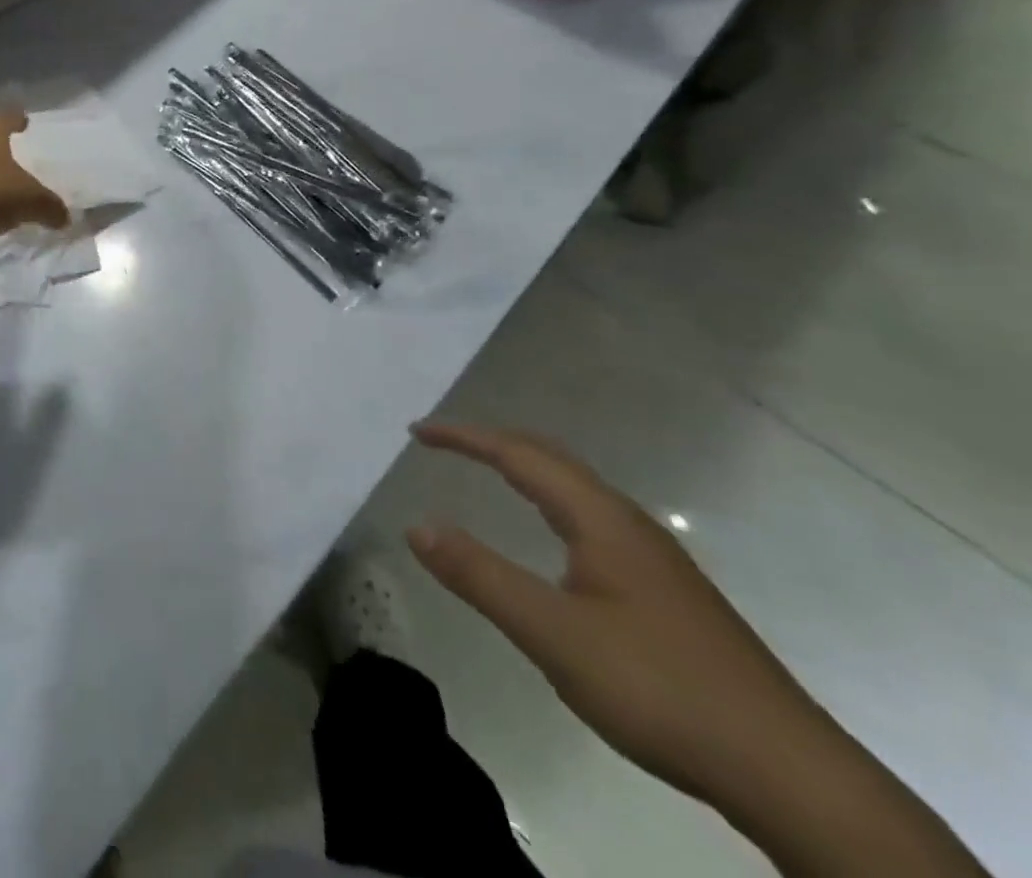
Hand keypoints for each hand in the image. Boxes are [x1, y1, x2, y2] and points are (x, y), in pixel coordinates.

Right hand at [405, 424, 831, 810]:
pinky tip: (551, 539)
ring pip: (575, 489)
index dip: (464, 438)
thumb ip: (480, 576)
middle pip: (551, 459)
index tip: (417, 432)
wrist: (789, 774)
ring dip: (524, 469)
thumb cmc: (659, 688)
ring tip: (486, 473)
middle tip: (442, 444)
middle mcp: (628, 523)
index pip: (519, 454)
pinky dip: (548, 502)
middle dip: (492, 442)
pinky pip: (590, 518)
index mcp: (600, 519)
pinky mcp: (666, 590)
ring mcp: (653, 557)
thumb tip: (418, 525)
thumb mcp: (553, 634)